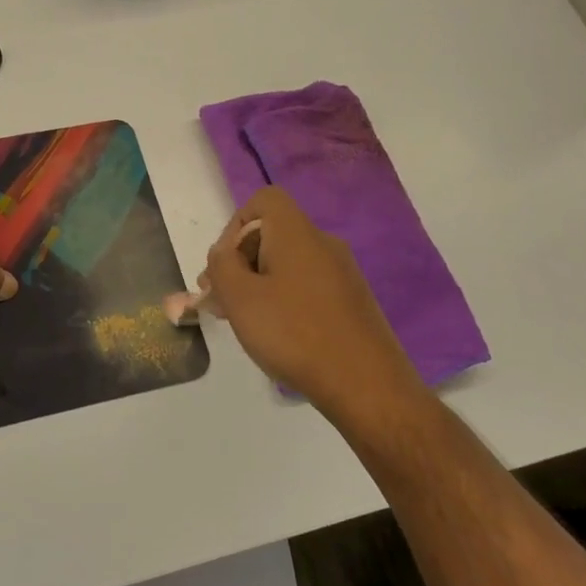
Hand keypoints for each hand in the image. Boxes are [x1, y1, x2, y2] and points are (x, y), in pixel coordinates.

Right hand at [201, 187, 418, 414]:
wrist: (367, 385)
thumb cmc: (294, 333)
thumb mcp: (240, 298)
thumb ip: (221, 266)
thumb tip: (223, 252)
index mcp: (296, 233)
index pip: (264, 200)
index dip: (235, 224)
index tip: (223, 264)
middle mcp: (323, 244)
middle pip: (272, 233)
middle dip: (240, 260)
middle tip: (219, 299)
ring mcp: (342, 273)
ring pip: (288, 263)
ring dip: (258, 283)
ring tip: (242, 320)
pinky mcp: (352, 301)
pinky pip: (307, 285)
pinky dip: (284, 298)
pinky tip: (276, 334)